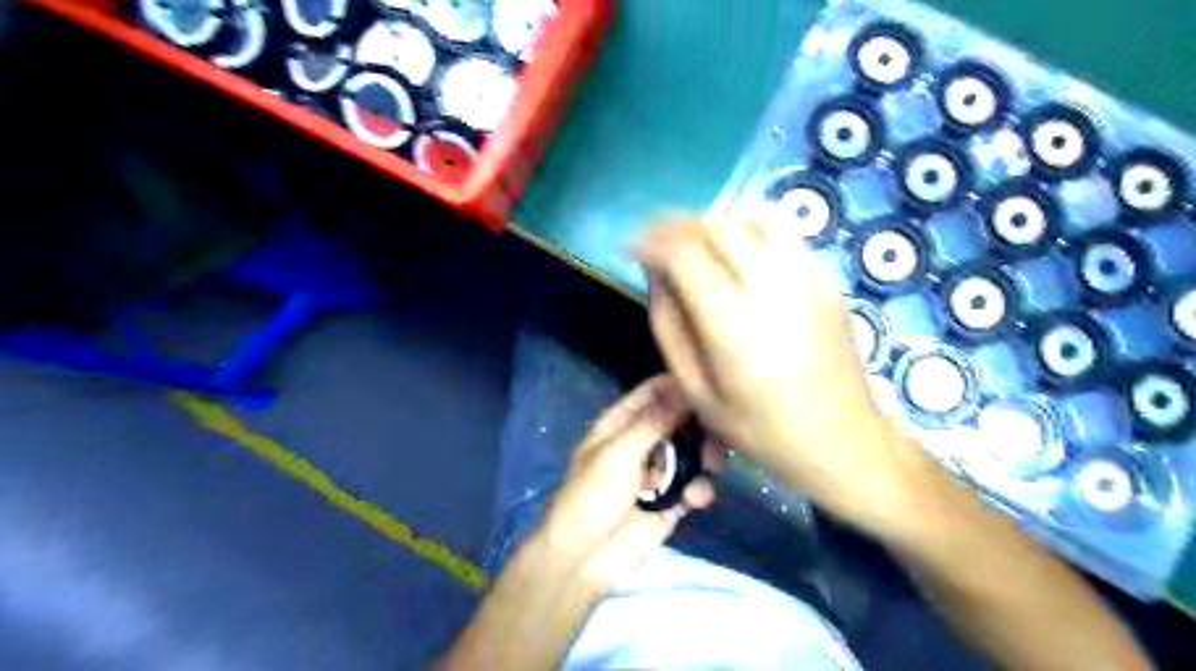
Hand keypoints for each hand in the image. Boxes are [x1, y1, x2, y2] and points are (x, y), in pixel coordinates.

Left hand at [539, 377, 718, 592]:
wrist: (584, 558)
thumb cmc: (592, 497)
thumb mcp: (619, 453)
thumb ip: (654, 422)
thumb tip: (684, 389)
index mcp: (622, 422)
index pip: (654, 392)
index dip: (680, 387)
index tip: (708, 389)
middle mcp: (643, 441)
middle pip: (681, 420)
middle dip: (700, 425)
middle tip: (715, 433)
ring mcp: (659, 471)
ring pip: (694, 451)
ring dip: (706, 457)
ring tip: (711, 466)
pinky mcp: (672, 500)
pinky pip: (695, 485)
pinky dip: (700, 490)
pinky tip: (694, 501)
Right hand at [640, 221, 939, 534]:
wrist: (843, 440)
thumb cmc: (761, 430)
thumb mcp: (697, 392)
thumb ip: (669, 326)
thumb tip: (654, 272)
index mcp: (733, 325)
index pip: (684, 252)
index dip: (649, 240)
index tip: (630, 248)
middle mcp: (771, 289)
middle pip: (714, 226)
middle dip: (675, 227)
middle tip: (657, 247)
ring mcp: (804, 279)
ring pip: (747, 220)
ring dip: (710, 226)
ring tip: (693, 249)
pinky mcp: (823, 279)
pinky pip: (778, 234)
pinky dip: (744, 232)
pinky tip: (734, 258)